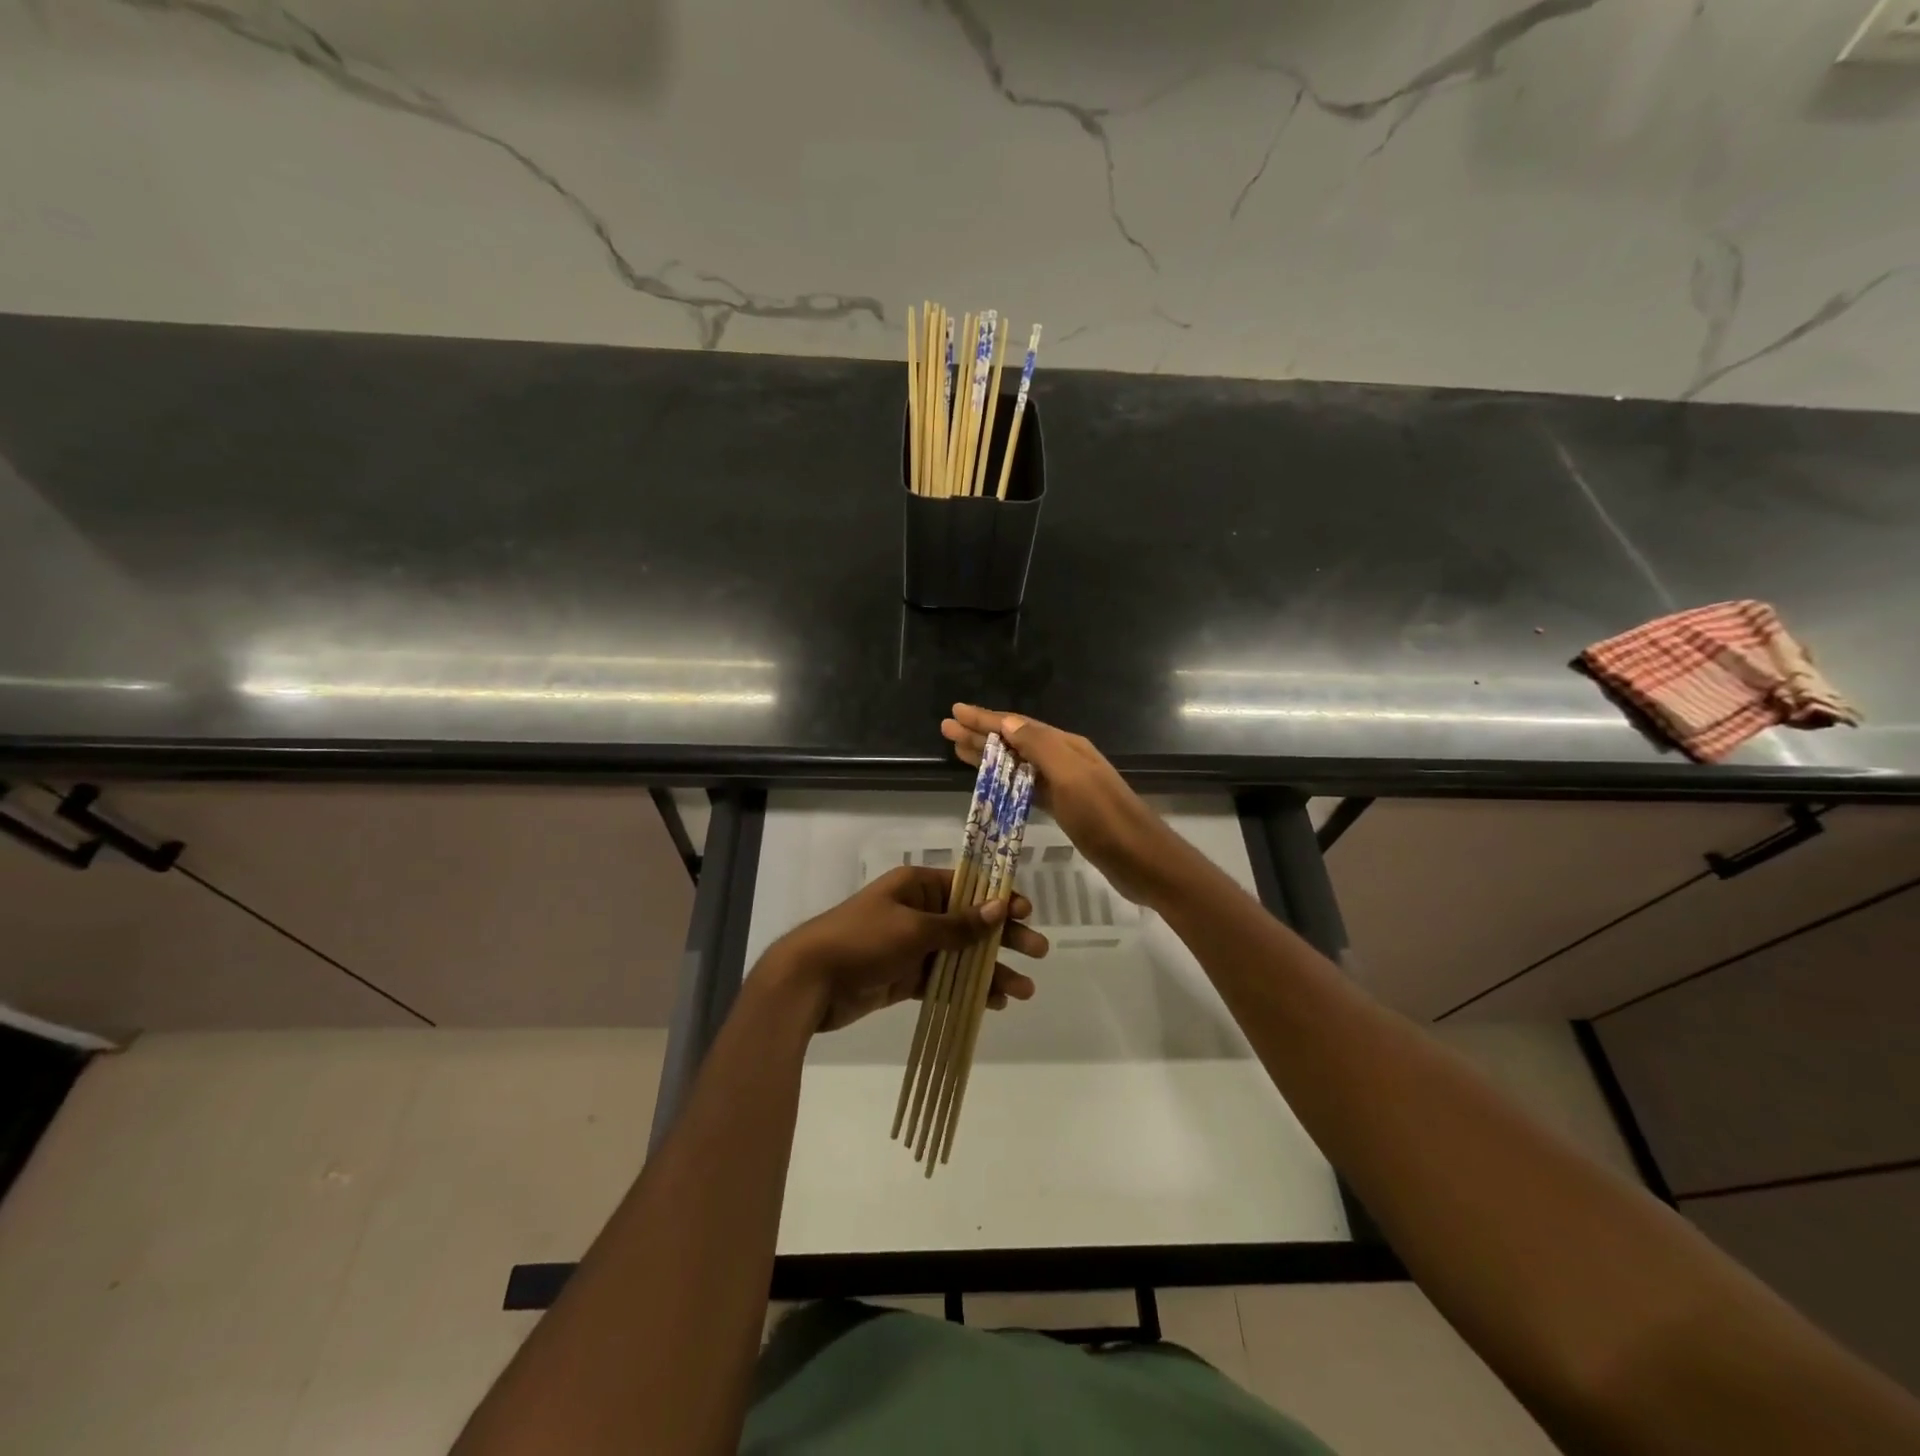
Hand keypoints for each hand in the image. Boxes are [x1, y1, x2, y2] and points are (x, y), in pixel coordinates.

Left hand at [766, 865, 1048, 1032]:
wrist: (808, 981)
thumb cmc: (861, 941)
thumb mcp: (913, 929)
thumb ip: (958, 924)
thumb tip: (999, 905)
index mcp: (917, 887)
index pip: (967, 887)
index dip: (998, 898)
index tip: (1026, 913)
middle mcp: (917, 912)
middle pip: (969, 922)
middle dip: (1003, 938)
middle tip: (1039, 952)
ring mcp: (910, 946)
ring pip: (960, 956)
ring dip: (990, 971)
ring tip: (1023, 991)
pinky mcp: (903, 977)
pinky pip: (943, 980)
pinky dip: (966, 990)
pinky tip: (992, 1003)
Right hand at [941, 704, 1182, 908]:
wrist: (1143, 861)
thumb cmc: (1105, 819)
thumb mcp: (1071, 777)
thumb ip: (1040, 747)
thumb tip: (1007, 721)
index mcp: (1066, 746)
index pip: (1017, 725)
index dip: (985, 718)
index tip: (955, 711)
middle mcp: (1064, 759)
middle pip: (1015, 740)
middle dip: (980, 734)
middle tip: (947, 728)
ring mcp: (1065, 785)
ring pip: (1018, 763)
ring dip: (989, 756)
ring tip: (958, 750)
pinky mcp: (1065, 809)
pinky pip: (1026, 787)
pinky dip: (1005, 781)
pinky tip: (991, 783)